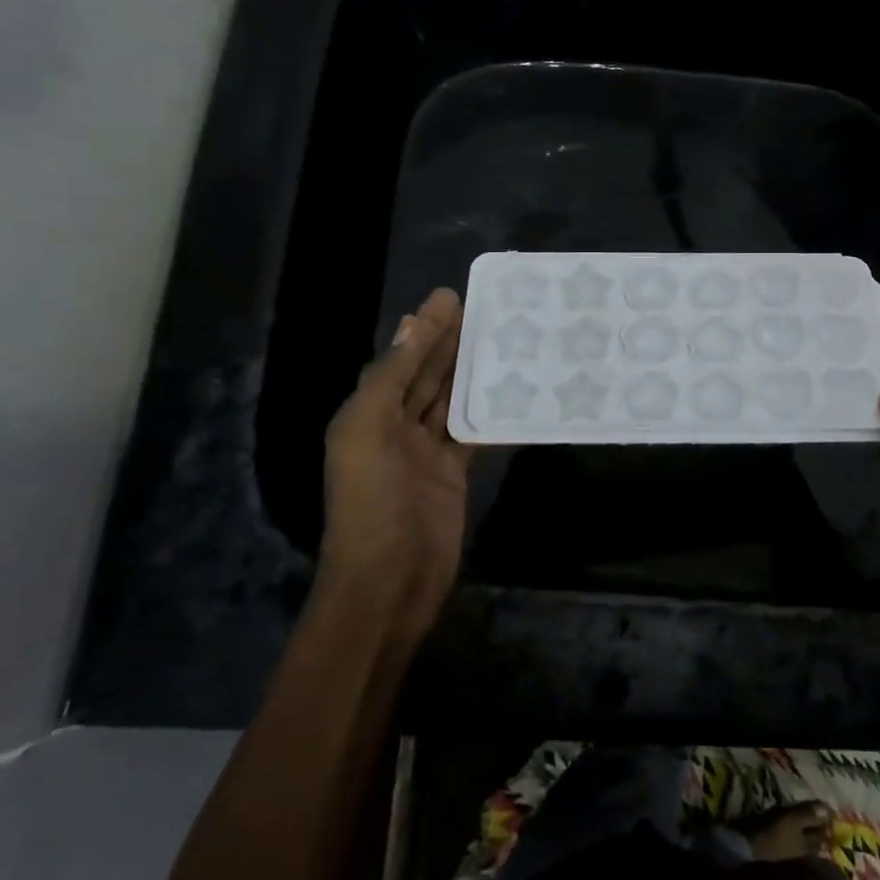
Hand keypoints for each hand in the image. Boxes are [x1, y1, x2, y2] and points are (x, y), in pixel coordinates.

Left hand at [319, 287, 470, 634]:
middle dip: (449, 341)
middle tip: (484, 308)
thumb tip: (410, 326)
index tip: (451, 296)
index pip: (399, 360)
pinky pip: (473, 433)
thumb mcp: (368, 434)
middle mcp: (394, 428)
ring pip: (452, 400)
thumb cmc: (372, 506)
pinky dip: (490, 412)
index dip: (423, 328)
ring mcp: (425, 452)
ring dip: (472, 371)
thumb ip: (388, 380)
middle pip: (426, 375)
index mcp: (367, 414)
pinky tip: (513, 391)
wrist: (389, 583)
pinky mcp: (454, 474)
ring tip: (502, 338)